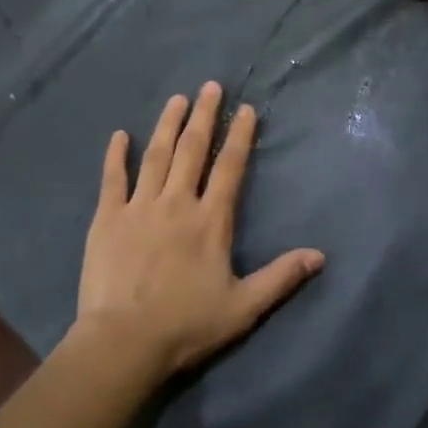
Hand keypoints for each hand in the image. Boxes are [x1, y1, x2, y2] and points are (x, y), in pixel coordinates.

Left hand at [73, 82, 324, 380]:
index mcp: (210, 221)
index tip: (245, 109)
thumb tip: (320, 255)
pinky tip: (118, 135)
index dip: (240, 137)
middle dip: (204, 116)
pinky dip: (115, 156)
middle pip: (192, 150)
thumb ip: (281, 277)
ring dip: (167, 125)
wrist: (125, 341)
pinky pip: (112, 179)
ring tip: (176, 99)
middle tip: (210, 86)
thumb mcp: (243, 307)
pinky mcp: (107, 219)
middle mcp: (176, 203)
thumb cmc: (187, 325)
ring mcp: (139, 207)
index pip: (229, 169)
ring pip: (156, 156)